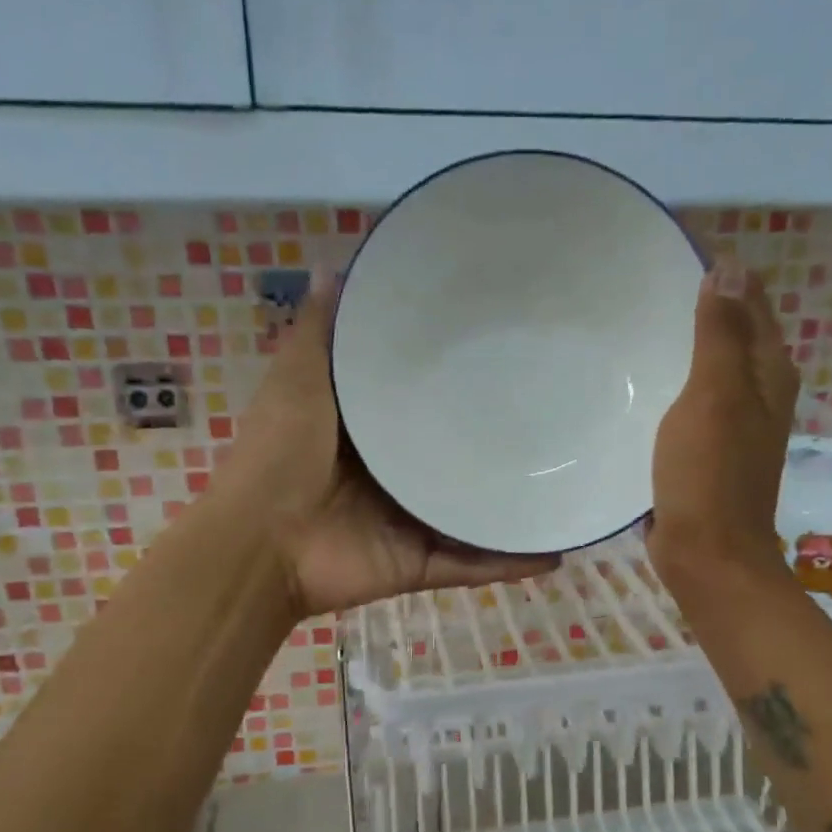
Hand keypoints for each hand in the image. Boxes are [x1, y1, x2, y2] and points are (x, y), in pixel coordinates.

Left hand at [217, 270, 561, 619]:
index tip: (504, 346)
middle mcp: (395, 475)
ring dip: (514, 503)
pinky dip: (510, 562)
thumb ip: (320, 334)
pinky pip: (473, 564)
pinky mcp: (420, 563)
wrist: (259, 546)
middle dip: (497, 441)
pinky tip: (556, 548)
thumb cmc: (279, 456)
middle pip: (455, 456)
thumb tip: (335, 266)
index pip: (422, 400)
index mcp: (369, 432)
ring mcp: (411, 522)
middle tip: (557, 413)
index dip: (458, 376)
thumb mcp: (299, 381)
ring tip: (571, 481)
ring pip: (472, 511)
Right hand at [646, 264, 800, 584]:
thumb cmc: (710, 473)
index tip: (673, 251)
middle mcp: (759, 392)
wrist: (707, 553)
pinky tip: (639, 378)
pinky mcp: (706, 447)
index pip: (751, 301)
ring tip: (636, 321)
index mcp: (768, 372)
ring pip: (709, 365)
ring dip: (681, 343)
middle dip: (699, 303)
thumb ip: (722, 334)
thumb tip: (731, 267)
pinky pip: (690, 398)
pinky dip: (670, 381)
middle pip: (732, 331)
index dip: (722, 273)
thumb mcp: (716, 396)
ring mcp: (733, 422)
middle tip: (643, 280)